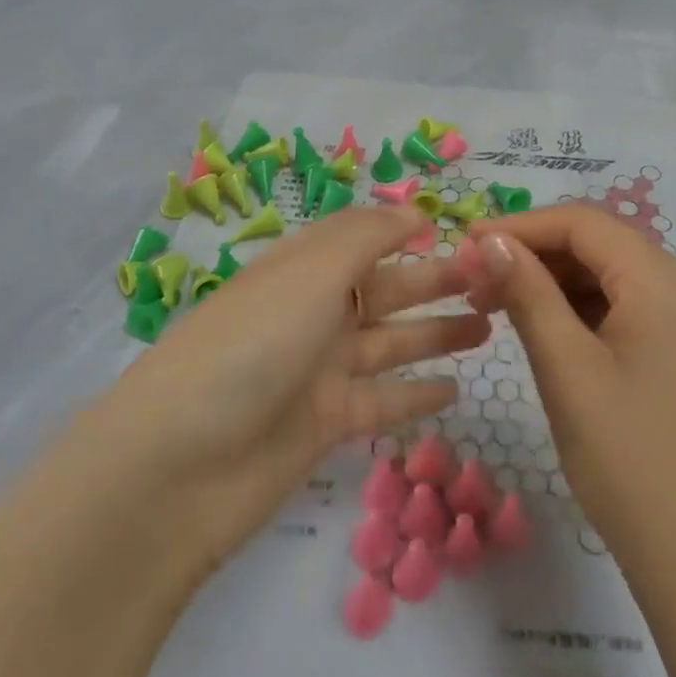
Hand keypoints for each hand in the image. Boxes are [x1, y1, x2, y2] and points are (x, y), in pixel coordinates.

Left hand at [112, 206, 489, 572]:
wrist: (180, 466)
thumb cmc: (253, 343)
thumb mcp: (312, 271)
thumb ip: (369, 236)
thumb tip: (415, 211)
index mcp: (304, 267)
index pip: (361, 237)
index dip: (404, 230)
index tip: (455, 230)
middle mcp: (313, 311)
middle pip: (385, 289)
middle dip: (436, 282)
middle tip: (495, 281)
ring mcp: (319, 369)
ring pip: (391, 342)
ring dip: (436, 333)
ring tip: (488, 326)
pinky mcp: (324, 424)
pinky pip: (382, 400)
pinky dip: (416, 394)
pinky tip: (456, 390)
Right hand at [460, 205, 675, 577]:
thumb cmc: (630, 461)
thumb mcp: (567, 369)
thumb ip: (527, 292)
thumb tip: (489, 239)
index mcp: (666, 280)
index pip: (583, 223)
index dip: (520, 226)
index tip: (466, 245)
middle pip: (600, 245)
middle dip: (535, 255)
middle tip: (475, 282)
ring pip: (612, 276)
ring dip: (555, 283)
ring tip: (498, 306)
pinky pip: (630, 308)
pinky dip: (583, 310)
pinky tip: (545, 329)